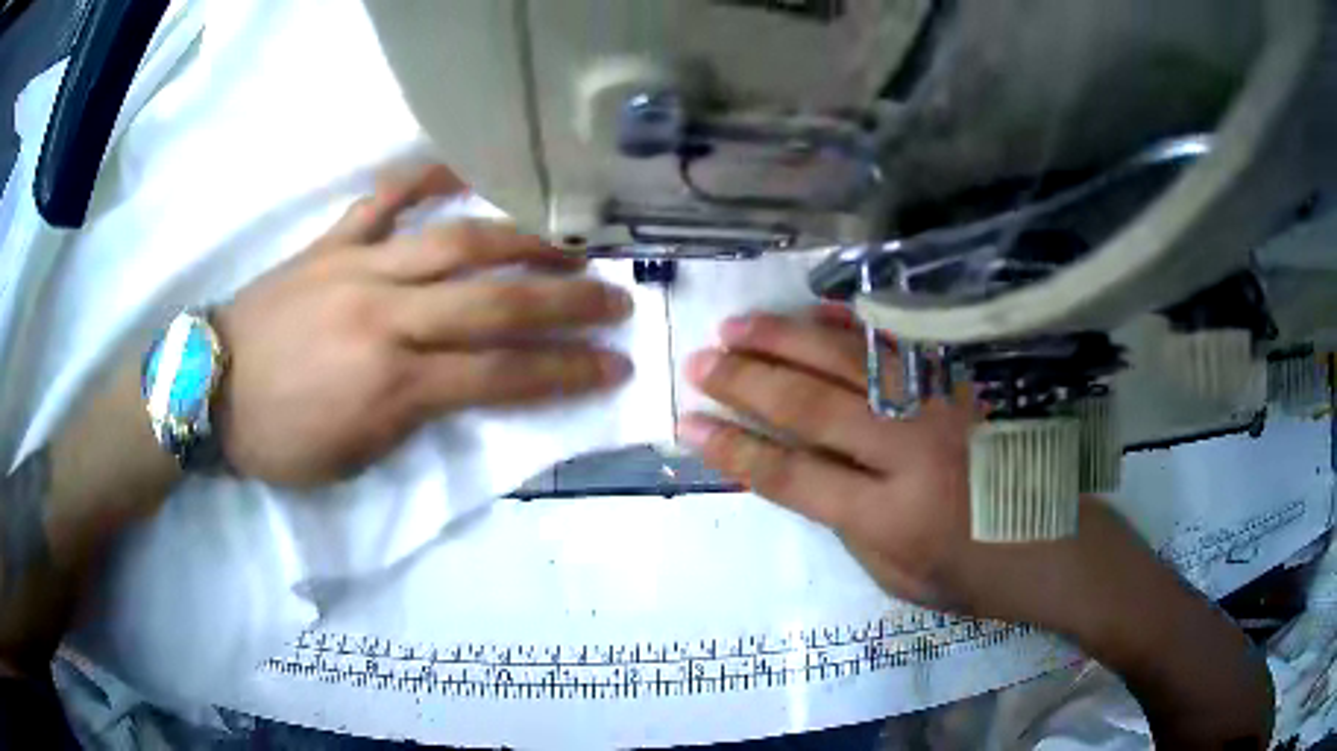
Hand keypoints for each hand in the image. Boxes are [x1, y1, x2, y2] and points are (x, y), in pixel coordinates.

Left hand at [214, 165, 633, 487]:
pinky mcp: (332, 243)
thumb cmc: (278, 440)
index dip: (566, 373)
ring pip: (456, 240)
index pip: (502, 376)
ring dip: (522, 238)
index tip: (614, 366)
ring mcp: (359, 268)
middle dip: (566, 303)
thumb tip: (459, 384)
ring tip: (568, 239)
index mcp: (393, 384)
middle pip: (495, 303)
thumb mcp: (354, 458)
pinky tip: (464, 167)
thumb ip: (414, 417)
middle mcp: (388, 316)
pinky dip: (425, 177)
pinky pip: (384, 198)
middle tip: (615, 298)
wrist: (208, 390)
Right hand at [676, 309, 1142, 626]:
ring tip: (737, 326)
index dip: (734, 449)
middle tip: (700, 361)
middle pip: (811, 406)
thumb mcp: (899, 578)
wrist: (1061, 547)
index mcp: (891, 518)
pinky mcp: (969, 382)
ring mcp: (946, 406)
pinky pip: (905, 342)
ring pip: (850, 362)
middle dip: (745, 381)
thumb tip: (805, 470)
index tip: (690, 424)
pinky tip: (820, 311)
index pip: (791, 476)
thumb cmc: (979, 577)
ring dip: (786, 340)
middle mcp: (913, 453)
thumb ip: (847, 524)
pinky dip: (857, 323)